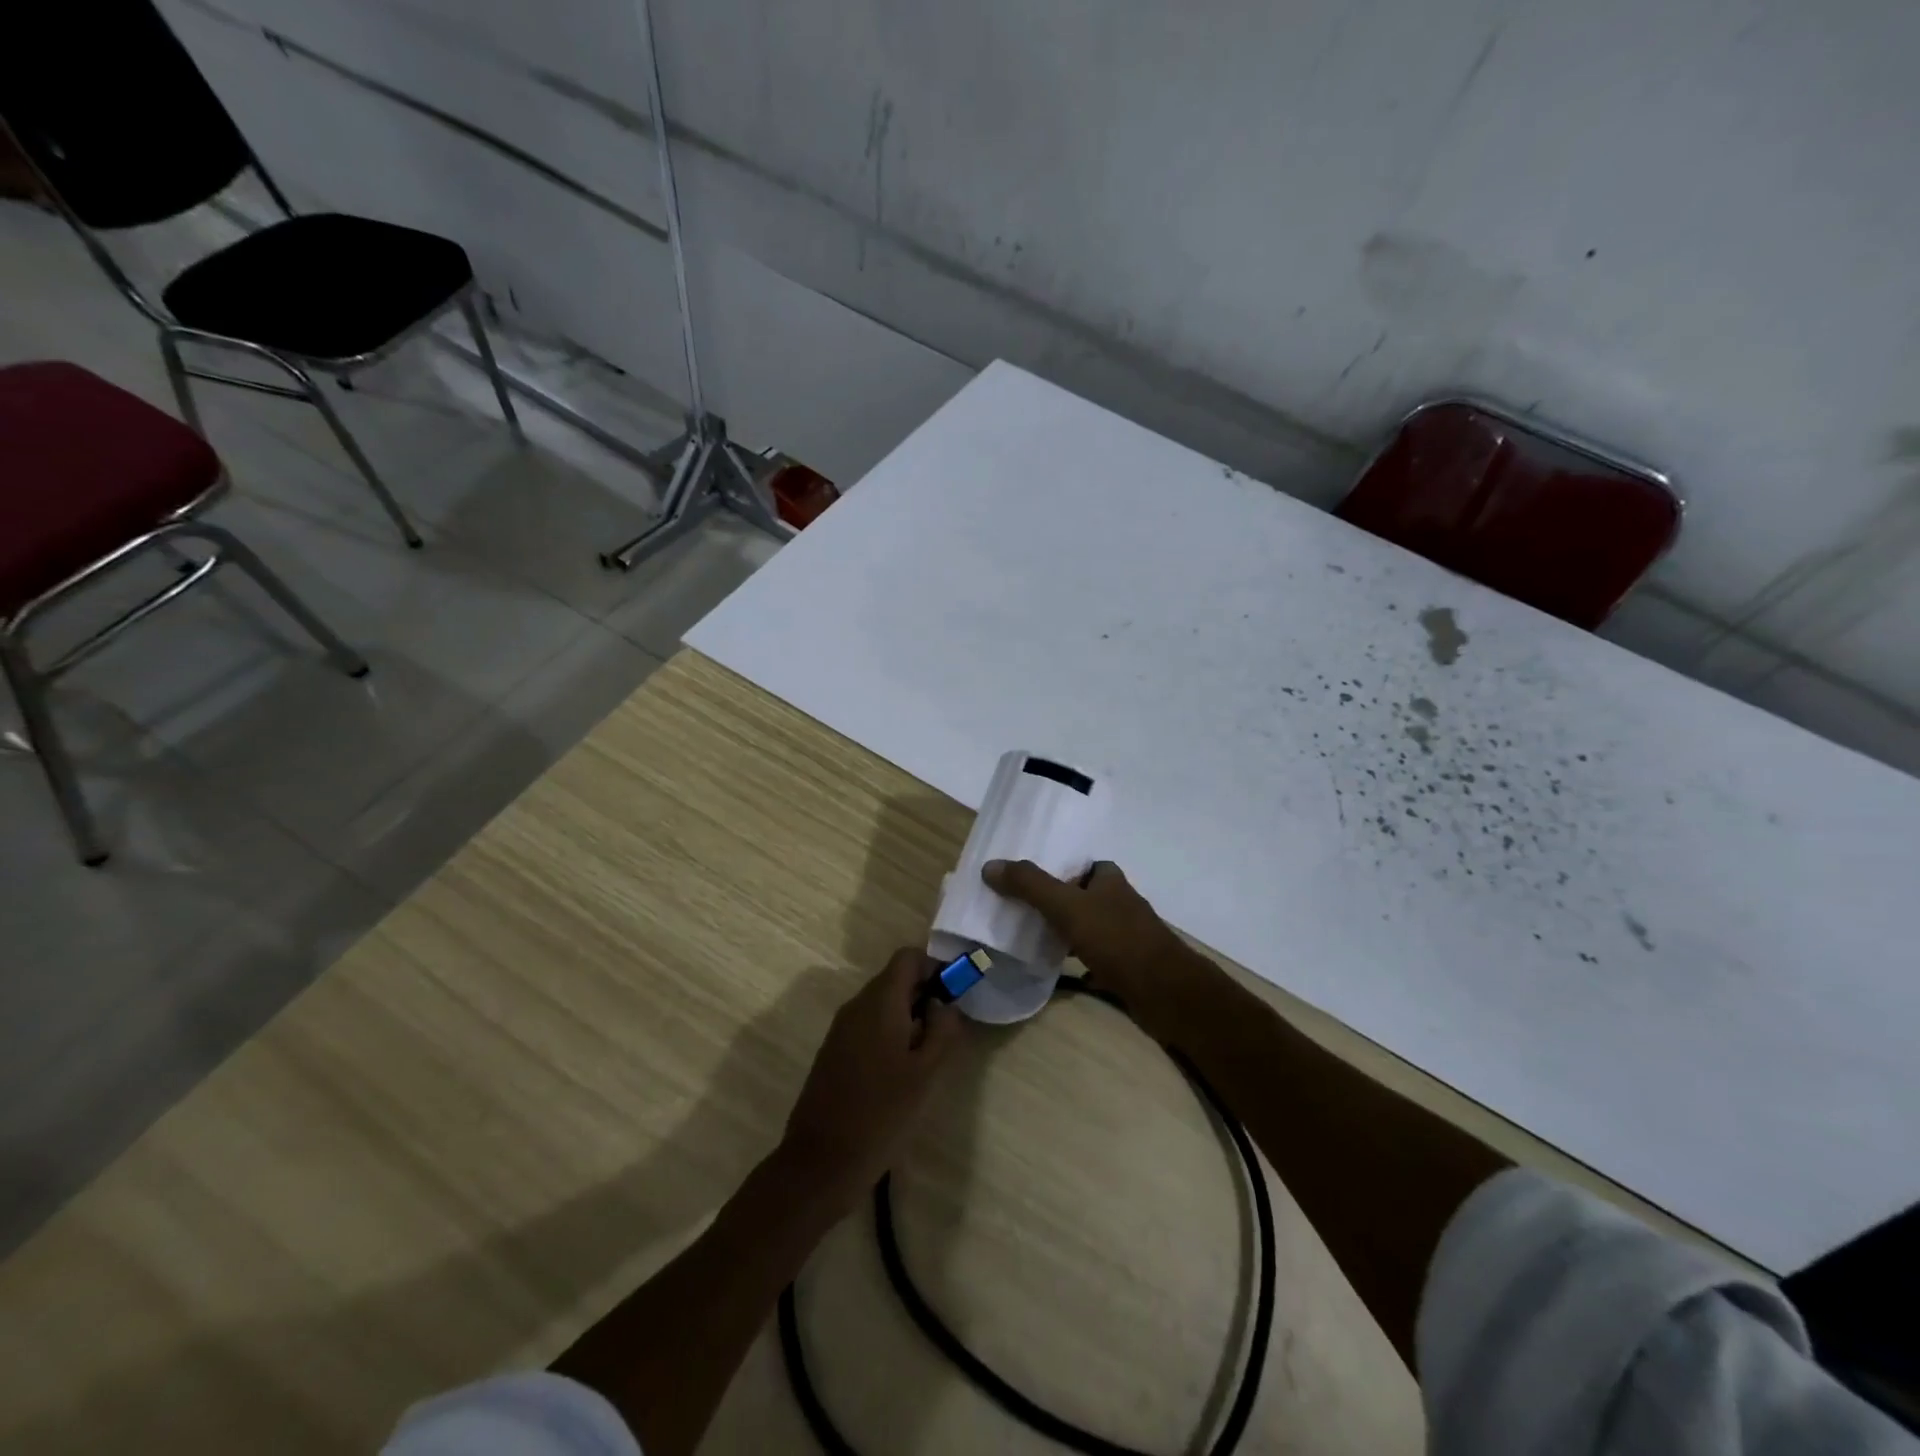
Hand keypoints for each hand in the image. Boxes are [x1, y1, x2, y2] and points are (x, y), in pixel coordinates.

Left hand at [780, 948, 966, 1210]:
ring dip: (908, 1019)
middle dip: (924, 997)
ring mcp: (840, 1029)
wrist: (821, 1162)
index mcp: (880, 1002)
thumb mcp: (927, 1074)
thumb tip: (946, 1004)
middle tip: (945, 1034)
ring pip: (882, 1005)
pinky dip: (889, 1036)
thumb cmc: (882, 1114)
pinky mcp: (833, 1052)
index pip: (908, 958)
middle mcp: (856, 1006)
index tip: (954, 997)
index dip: (935, 968)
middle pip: (895, 980)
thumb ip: (943, 1031)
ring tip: (925, 1060)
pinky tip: (899, 1075)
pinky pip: (867, 1027)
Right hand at [982, 859, 1200, 1037]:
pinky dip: (1076, 960)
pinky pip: (1094, 957)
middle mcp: (1120, 903)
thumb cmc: (1117, 939)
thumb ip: (1030, 886)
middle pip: (1083, 895)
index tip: (1027, 876)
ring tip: (1028, 935)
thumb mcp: (1067, 906)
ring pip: (1087, 927)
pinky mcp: (1126, 966)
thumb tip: (990, 866)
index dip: (1058, 867)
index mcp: (1110, 880)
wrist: (1164, 992)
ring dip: (1064, 930)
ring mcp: (1125, 936)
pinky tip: (1054, 967)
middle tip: (1019, 906)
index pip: (1083, 864)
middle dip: (1056, 900)